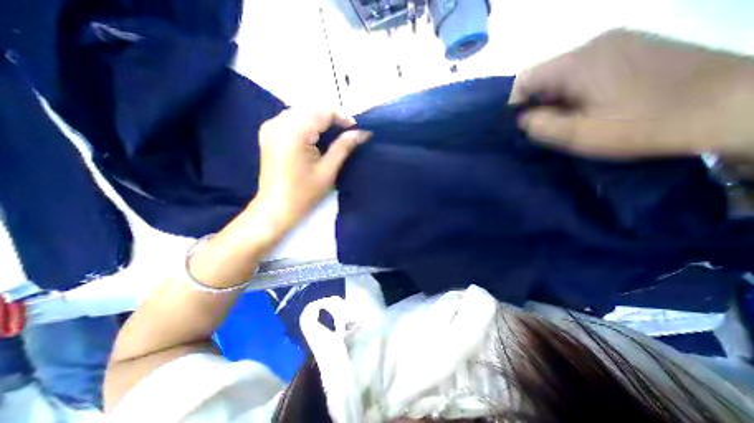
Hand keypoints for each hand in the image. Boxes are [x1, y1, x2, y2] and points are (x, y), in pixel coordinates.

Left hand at [252, 107, 370, 234]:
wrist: (276, 208)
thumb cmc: (304, 194)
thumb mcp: (328, 171)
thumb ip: (344, 147)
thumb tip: (362, 133)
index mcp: (294, 132)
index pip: (322, 111)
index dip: (342, 117)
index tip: (356, 129)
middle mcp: (279, 123)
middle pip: (311, 108)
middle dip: (331, 117)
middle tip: (347, 132)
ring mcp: (270, 127)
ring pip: (301, 111)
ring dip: (319, 119)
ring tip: (335, 134)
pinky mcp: (268, 133)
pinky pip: (291, 118)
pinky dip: (307, 123)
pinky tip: (316, 136)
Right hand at [509, 27, 753, 157]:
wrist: (735, 106)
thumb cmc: (645, 123)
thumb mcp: (580, 134)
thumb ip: (541, 126)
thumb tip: (523, 118)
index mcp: (578, 62)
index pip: (524, 78)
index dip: (515, 103)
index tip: (523, 125)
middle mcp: (595, 43)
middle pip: (546, 74)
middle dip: (539, 102)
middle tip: (549, 127)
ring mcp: (619, 41)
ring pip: (566, 73)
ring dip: (559, 98)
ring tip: (572, 119)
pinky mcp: (636, 47)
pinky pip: (588, 69)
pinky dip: (579, 89)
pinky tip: (594, 106)